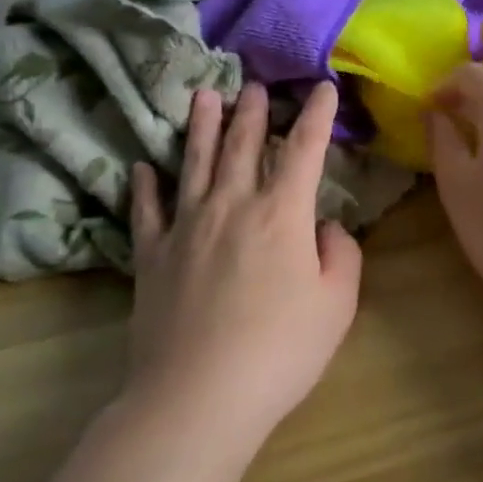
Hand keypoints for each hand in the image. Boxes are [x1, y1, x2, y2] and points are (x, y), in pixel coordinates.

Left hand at [125, 81, 362, 452]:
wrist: (198, 397)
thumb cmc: (282, 349)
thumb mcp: (337, 303)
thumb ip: (340, 253)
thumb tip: (323, 226)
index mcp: (281, 214)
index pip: (304, 149)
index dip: (317, 115)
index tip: (323, 87)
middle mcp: (232, 207)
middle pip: (242, 146)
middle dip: (252, 112)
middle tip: (253, 84)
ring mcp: (185, 229)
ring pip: (193, 164)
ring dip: (201, 127)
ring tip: (203, 95)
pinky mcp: (152, 258)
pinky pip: (147, 212)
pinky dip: (144, 186)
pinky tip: (142, 167)